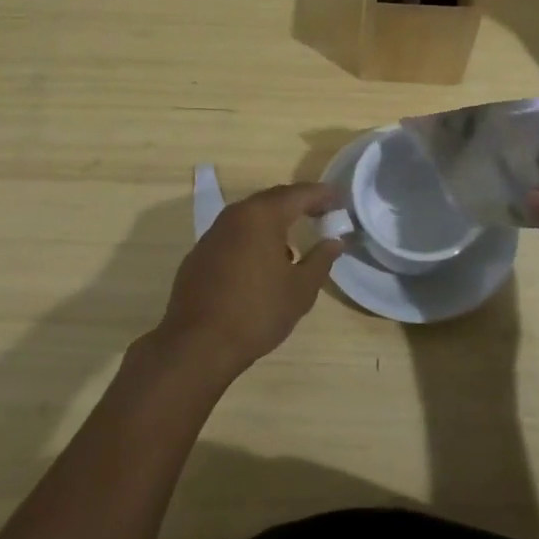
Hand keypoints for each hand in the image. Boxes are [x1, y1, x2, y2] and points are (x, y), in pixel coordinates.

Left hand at [154, 183, 342, 379]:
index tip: (340, 199)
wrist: (198, 345)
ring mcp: (213, 234)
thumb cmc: (257, 312)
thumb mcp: (301, 289)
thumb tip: (334, 241)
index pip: (298, 194)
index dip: (322, 195)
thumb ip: (321, 259)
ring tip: (294, 242)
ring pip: (250, 217)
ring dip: (274, 222)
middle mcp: (235, 216)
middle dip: (298, 204)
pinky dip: (253, 239)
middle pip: (273, 200)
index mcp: (262, 216)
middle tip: (321, 214)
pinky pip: (234, 235)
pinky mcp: (199, 254)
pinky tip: (261, 264)